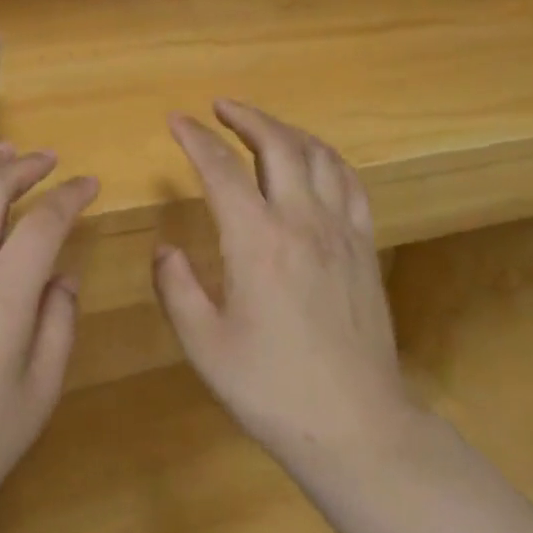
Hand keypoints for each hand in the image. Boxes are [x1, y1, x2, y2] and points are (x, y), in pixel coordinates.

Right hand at [154, 101, 413, 469]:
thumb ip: (177, 288)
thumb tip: (166, 249)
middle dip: (246, 117)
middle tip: (220, 107)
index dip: (195, 138)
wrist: (356, 425)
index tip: (176, 121)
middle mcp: (302, 221)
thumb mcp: (205, 344)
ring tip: (263, 127)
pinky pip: (351, 184)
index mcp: (257, 240)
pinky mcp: (366, 248)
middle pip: (277, 145)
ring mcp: (341, 231)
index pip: (221, 169)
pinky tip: (315, 163)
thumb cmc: (271, 388)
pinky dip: (327, 159)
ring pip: (319, 156)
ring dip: (287, 131)